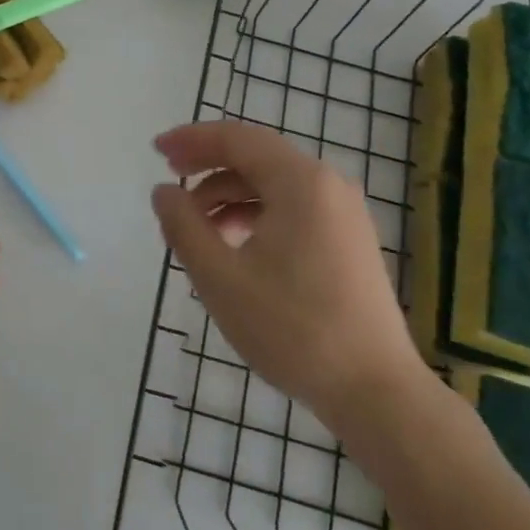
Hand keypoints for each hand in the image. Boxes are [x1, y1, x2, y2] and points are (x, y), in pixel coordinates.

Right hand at [150, 122, 429, 430]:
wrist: (374, 391)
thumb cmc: (291, 328)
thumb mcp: (220, 276)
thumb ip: (184, 225)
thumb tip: (164, 191)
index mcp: (300, 182)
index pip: (237, 139)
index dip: (191, 140)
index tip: (155, 151)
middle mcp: (328, 185)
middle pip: (257, 157)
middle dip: (208, 165)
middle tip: (169, 182)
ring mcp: (344, 213)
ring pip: (274, 185)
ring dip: (229, 195)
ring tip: (196, 227)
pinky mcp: (349, 240)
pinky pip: (293, 208)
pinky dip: (256, 214)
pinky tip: (234, 246)